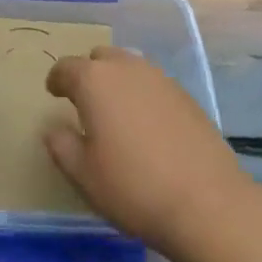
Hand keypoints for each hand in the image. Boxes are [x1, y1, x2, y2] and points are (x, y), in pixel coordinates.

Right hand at [44, 46, 252, 258]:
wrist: (207, 203)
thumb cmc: (133, 187)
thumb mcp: (83, 175)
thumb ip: (61, 145)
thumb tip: (54, 128)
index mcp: (94, 80)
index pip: (66, 68)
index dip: (56, 80)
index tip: (54, 93)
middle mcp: (126, 68)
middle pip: (100, 58)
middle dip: (89, 74)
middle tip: (85, 103)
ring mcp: (160, 78)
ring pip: (129, 67)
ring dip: (117, 82)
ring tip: (117, 112)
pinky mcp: (186, 96)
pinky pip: (153, 84)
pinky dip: (143, 96)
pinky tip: (147, 126)